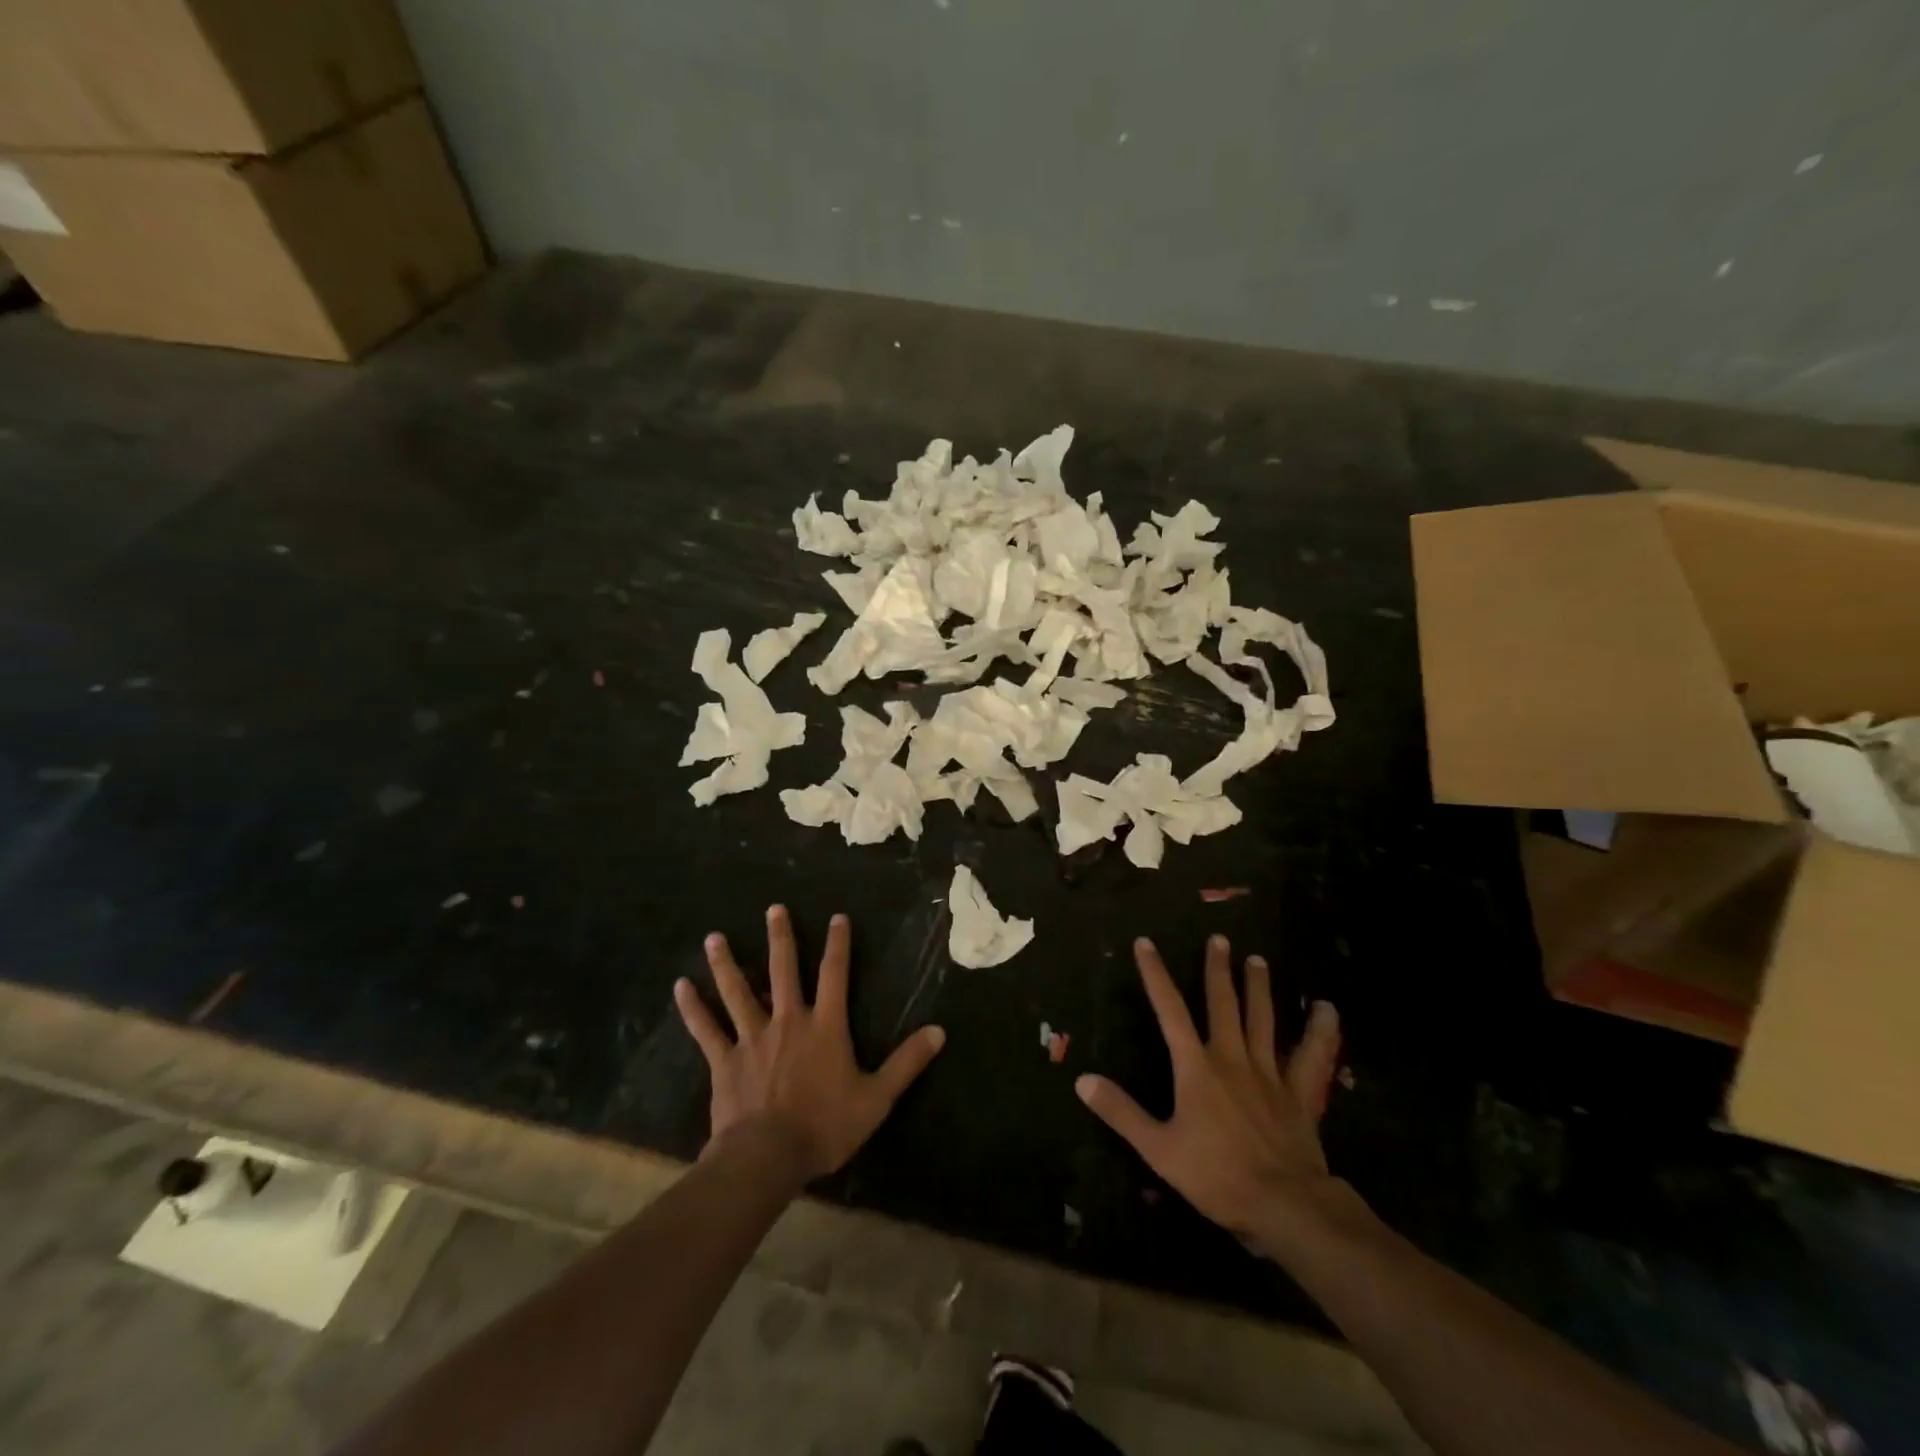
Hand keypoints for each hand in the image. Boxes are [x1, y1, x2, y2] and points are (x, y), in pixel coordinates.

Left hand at [674, 905, 945, 1181]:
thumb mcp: (876, 1098)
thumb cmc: (825, 1126)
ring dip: (726, 963)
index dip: (838, 945)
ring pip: (738, 991)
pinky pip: (706, 1029)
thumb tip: (939, 1031)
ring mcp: (752, 1038)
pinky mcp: (724, 1060)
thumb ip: (907, 1062)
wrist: (768, 1157)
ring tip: (714, 937)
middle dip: (780, 937)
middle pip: (783, 970)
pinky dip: (693, 1008)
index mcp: (825, 1026)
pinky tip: (680, 987)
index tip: (837, 917)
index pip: (835, 975)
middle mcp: (787, 1021)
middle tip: (774, 908)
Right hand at [1077, 935, 1341, 1239]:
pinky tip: (1328, 1009)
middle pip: (1223, 1004)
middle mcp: (1231, 1058)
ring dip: (1258, 988)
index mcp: (1196, 1067)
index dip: (1155, 975)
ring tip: (1258, 960)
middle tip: (1219, 939)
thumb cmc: (1216, 1176)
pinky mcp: (1298, 1095)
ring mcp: (1269, 1073)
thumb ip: (1121, 1112)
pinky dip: (1321, 1032)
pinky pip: (1311, 1057)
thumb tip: (1083, 1080)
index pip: (1169, 1010)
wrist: (1285, 1205)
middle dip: (1217, 970)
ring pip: (1263, 1020)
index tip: (1146, 943)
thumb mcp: (1158, 1148)